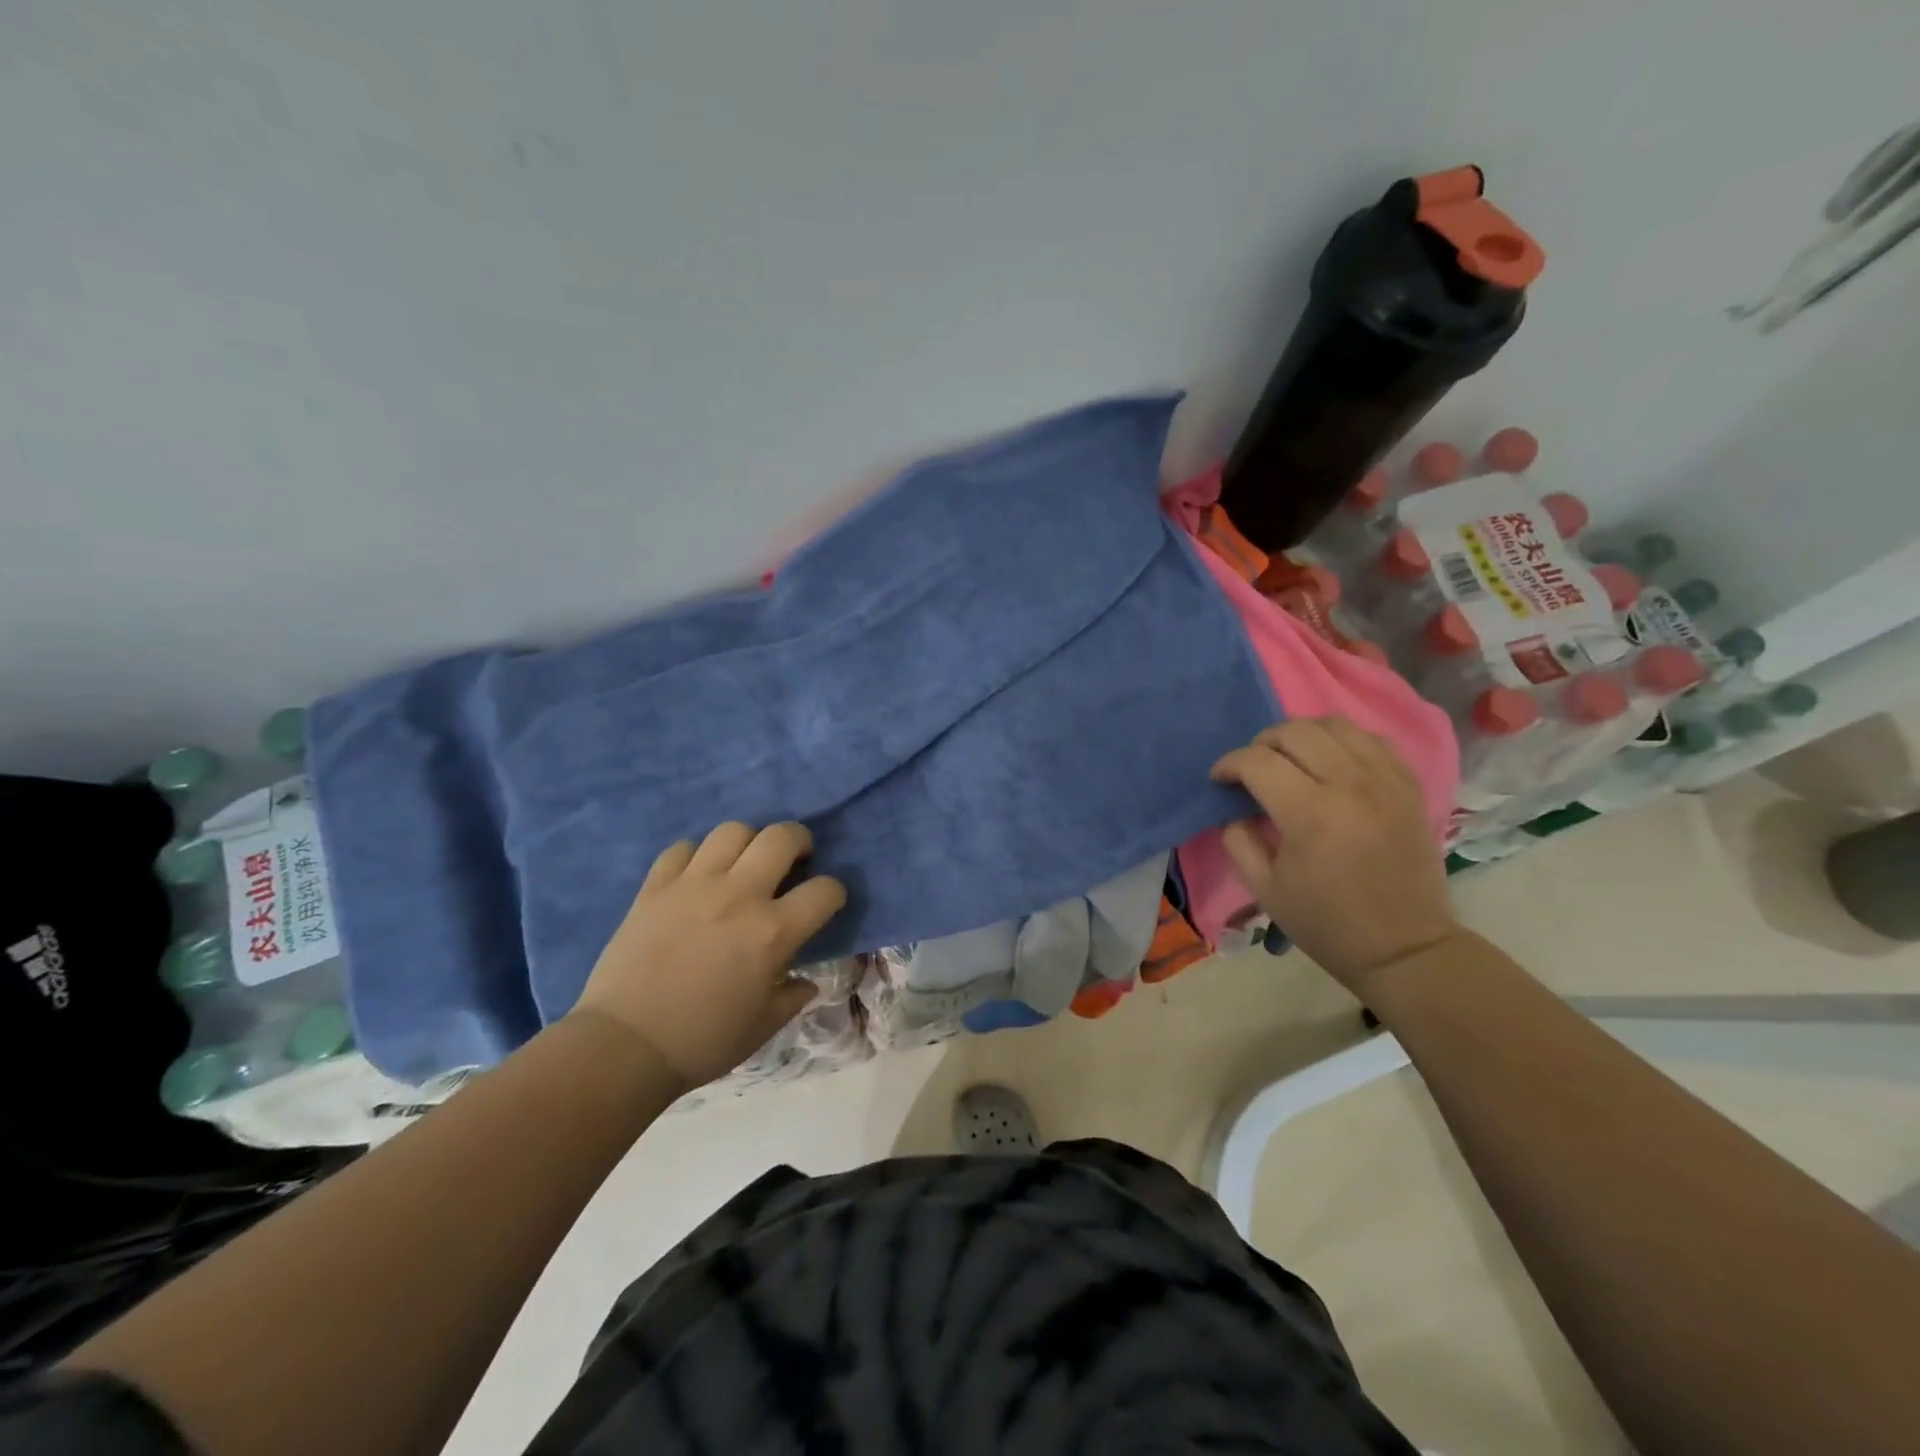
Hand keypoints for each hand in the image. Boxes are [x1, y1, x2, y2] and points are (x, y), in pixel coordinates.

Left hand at [571, 822, 847, 1088]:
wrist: (625, 1047)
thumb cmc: (703, 1041)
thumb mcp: (764, 1026)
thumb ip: (793, 996)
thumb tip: (806, 981)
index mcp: (773, 931)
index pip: (825, 890)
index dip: (834, 893)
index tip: (826, 903)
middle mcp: (739, 895)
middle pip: (781, 837)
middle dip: (799, 841)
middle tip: (795, 860)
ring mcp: (694, 885)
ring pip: (732, 831)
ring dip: (747, 843)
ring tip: (744, 863)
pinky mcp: (655, 887)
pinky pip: (682, 848)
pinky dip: (695, 856)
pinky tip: (696, 877)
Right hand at [1210, 717, 1459, 995]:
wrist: (1405, 948)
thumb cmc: (1326, 923)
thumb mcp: (1264, 889)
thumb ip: (1238, 840)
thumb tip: (1235, 808)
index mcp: (1310, 814)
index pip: (1257, 761)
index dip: (1228, 764)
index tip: (1220, 780)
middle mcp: (1350, 785)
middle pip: (1294, 732)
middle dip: (1261, 743)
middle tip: (1252, 769)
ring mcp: (1385, 781)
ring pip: (1334, 724)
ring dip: (1301, 734)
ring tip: (1291, 759)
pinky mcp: (1408, 785)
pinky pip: (1371, 739)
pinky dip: (1342, 742)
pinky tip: (1331, 763)